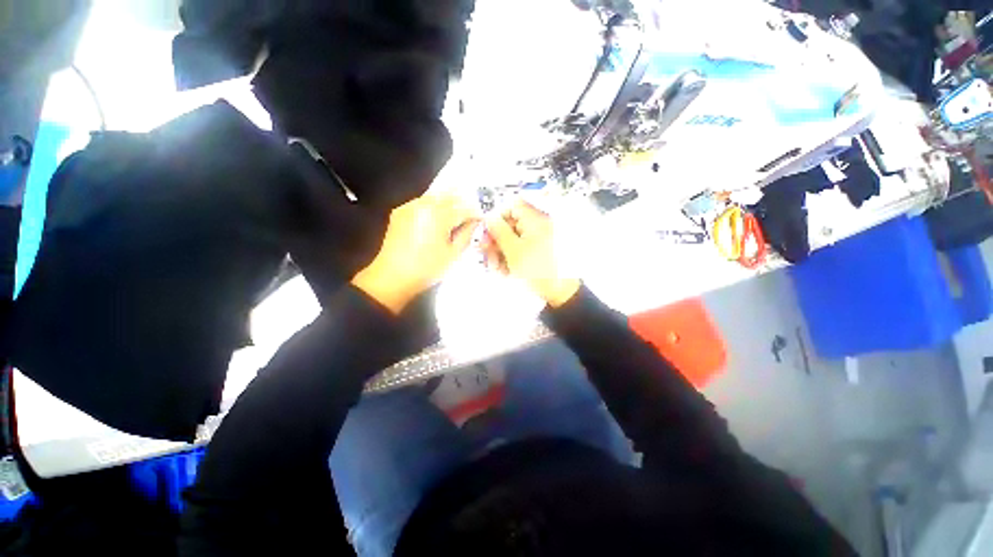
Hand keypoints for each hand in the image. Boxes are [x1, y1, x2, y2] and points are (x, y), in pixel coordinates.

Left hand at [352, 194, 479, 313]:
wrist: (392, 277)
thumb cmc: (427, 268)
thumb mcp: (453, 254)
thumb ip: (467, 234)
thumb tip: (475, 222)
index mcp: (439, 215)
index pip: (464, 208)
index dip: (475, 212)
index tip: (481, 219)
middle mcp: (424, 204)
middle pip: (450, 196)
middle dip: (462, 203)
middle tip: (470, 214)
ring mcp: (410, 206)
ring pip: (435, 196)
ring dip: (448, 202)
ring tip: (455, 215)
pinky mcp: (400, 211)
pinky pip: (421, 202)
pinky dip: (432, 206)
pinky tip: (435, 219)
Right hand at [481, 200, 580, 307]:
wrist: (560, 293)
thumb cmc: (538, 270)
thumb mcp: (513, 251)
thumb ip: (499, 231)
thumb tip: (489, 217)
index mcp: (536, 220)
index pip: (513, 205)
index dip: (498, 217)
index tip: (488, 232)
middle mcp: (540, 225)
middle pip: (512, 224)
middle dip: (497, 239)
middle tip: (486, 254)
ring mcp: (542, 239)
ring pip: (515, 238)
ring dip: (502, 252)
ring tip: (496, 268)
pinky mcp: (541, 251)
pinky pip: (523, 248)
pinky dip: (512, 257)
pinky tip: (506, 271)